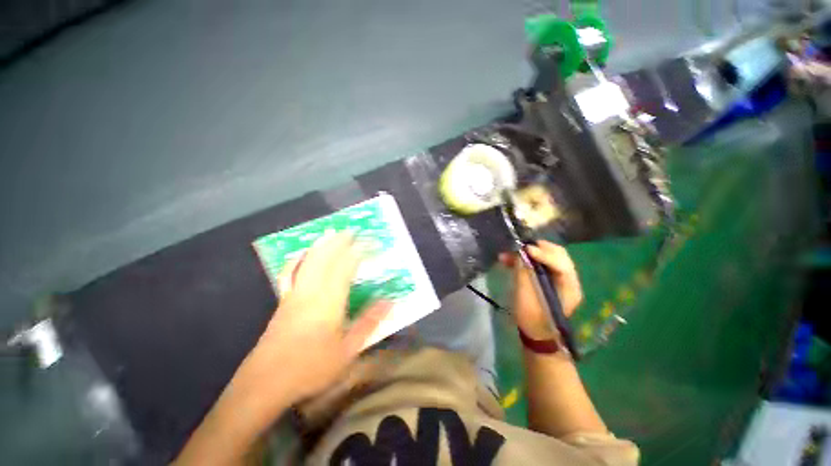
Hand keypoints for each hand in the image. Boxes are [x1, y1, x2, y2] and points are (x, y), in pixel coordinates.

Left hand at [234, 231, 390, 415]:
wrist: (264, 384)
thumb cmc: (311, 368)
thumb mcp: (348, 350)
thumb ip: (369, 322)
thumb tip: (389, 301)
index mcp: (329, 300)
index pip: (346, 266)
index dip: (359, 251)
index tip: (370, 241)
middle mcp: (311, 291)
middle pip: (326, 258)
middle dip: (340, 241)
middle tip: (352, 230)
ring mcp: (294, 294)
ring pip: (309, 261)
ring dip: (321, 245)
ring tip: (331, 233)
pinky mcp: (283, 302)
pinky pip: (290, 273)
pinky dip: (297, 260)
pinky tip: (301, 254)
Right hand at [500, 241, 582, 339]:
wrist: (535, 334)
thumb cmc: (532, 318)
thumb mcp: (526, 296)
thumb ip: (524, 272)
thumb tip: (519, 253)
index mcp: (569, 287)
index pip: (561, 263)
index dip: (543, 254)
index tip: (525, 250)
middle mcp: (569, 280)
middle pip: (557, 255)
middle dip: (537, 248)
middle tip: (519, 247)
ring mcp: (560, 279)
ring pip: (547, 257)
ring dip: (529, 253)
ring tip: (508, 254)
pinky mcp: (549, 279)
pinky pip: (540, 263)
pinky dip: (526, 260)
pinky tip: (510, 261)